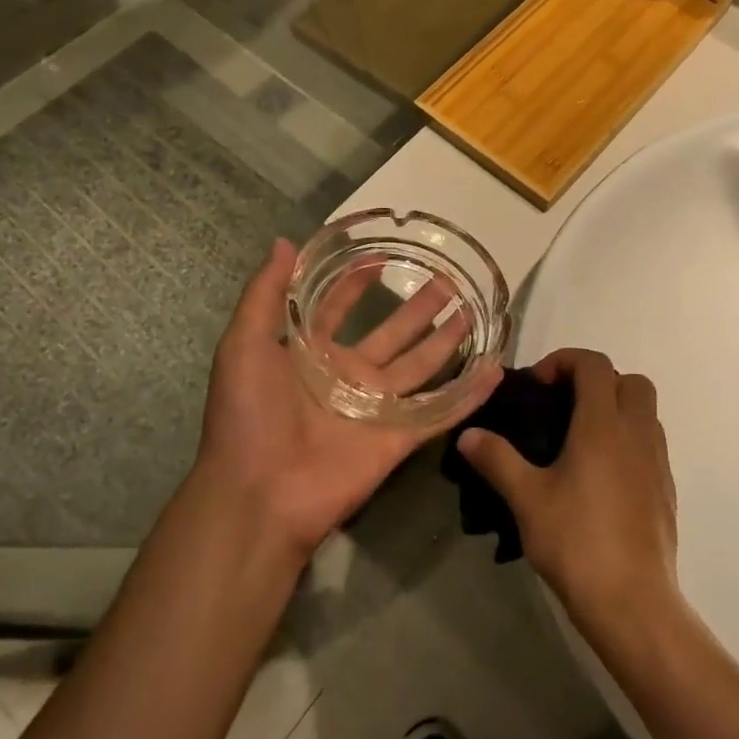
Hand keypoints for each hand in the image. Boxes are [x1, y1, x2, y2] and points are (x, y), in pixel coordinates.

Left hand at [193, 238, 500, 559]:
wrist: (259, 496)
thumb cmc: (248, 415)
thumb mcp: (243, 344)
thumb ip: (264, 294)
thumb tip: (285, 242)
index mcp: (311, 354)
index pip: (337, 307)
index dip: (356, 282)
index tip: (382, 256)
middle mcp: (347, 376)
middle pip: (392, 333)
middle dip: (418, 307)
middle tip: (448, 280)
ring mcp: (375, 408)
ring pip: (420, 366)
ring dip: (447, 340)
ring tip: (474, 311)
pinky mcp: (397, 438)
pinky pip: (439, 412)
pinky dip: (468, 395)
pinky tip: (495, 370)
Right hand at [456, 350, 678, 623]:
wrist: (634, 605)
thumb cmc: (578, 542)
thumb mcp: (527, 499)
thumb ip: (497, 459)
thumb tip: (468, 434)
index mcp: (603, 424)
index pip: (593, 363)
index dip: (564, 361)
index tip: (537, 387)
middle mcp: (636, 432)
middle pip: (628, 380)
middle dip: (596, 381)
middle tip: (563, 407)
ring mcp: (657, 461)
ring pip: (645, 410)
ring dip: (615, 409)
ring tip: (579, 440)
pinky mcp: (666, 490)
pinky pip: (650, 443)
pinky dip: (628, 440)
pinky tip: (601, 477)